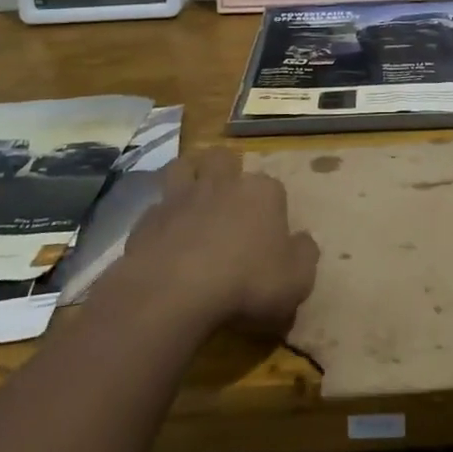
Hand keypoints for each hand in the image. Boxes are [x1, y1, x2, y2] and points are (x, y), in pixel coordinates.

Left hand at [115, 147, 319, 337]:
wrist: (175, 291)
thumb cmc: (246, 282)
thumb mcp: (296, 279)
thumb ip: (304, 255)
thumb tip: (302, 241)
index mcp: (262, 192)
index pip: (273, 187)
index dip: (272, 209)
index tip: (270, 234)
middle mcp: (222, 183)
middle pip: (224, 159)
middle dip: (226, 171)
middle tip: (227, 201)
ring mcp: (181, 197)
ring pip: (184, 167)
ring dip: (188, 177)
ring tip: (192, 201)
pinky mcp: (148, 218)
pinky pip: (156, 207)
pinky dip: (162, 218)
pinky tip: (164, 240)